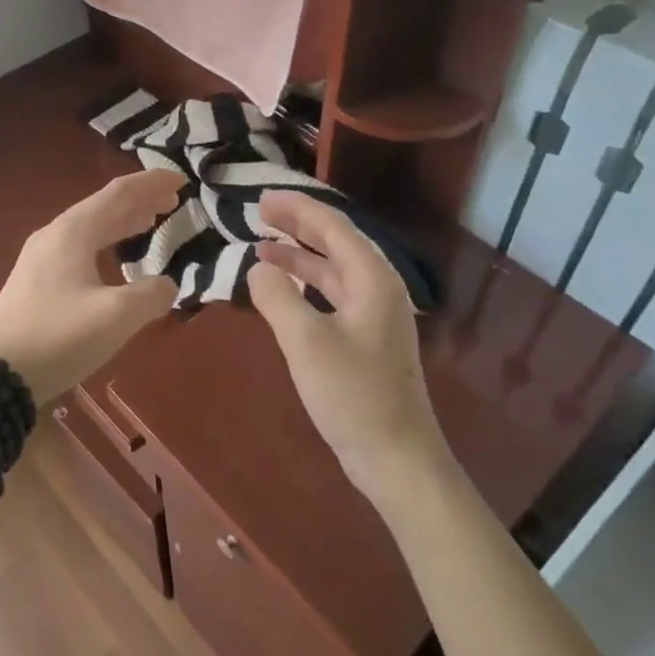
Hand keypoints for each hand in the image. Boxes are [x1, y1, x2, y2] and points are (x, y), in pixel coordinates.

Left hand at [0, 170, 183, 406]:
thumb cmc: (59, 337)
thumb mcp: (116, 316)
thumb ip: (151, 295)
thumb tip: (167, 285)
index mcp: (73, 232)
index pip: (119, 194)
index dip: (152, 184)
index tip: (182, 180)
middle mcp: (56, 235)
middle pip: (104, 206)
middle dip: (140, 201)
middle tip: (173, 201)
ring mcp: (42, 257)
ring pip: (91, 226)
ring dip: (123, 221)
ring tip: (151, 220)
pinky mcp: (37, 280)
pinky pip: (81, 246)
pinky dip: (107, 241)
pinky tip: (116, 257)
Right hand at [248, 192, 452, 510]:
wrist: (397, 457)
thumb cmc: (354, 395)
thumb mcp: (306, 342)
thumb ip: (277, 298)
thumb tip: (257, 268)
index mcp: (372, 279)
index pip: (332, 226)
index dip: (296, 208)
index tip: (261, 199)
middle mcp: (378, 289)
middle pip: (335, 243)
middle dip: (298, 225)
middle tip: (259, 213)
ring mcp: (374, 316)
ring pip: (333, 270)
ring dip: (299, 256)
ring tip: (263, 247)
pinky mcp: (366, 340)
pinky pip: (332, 296)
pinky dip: (306, 285)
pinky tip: (285, 291)